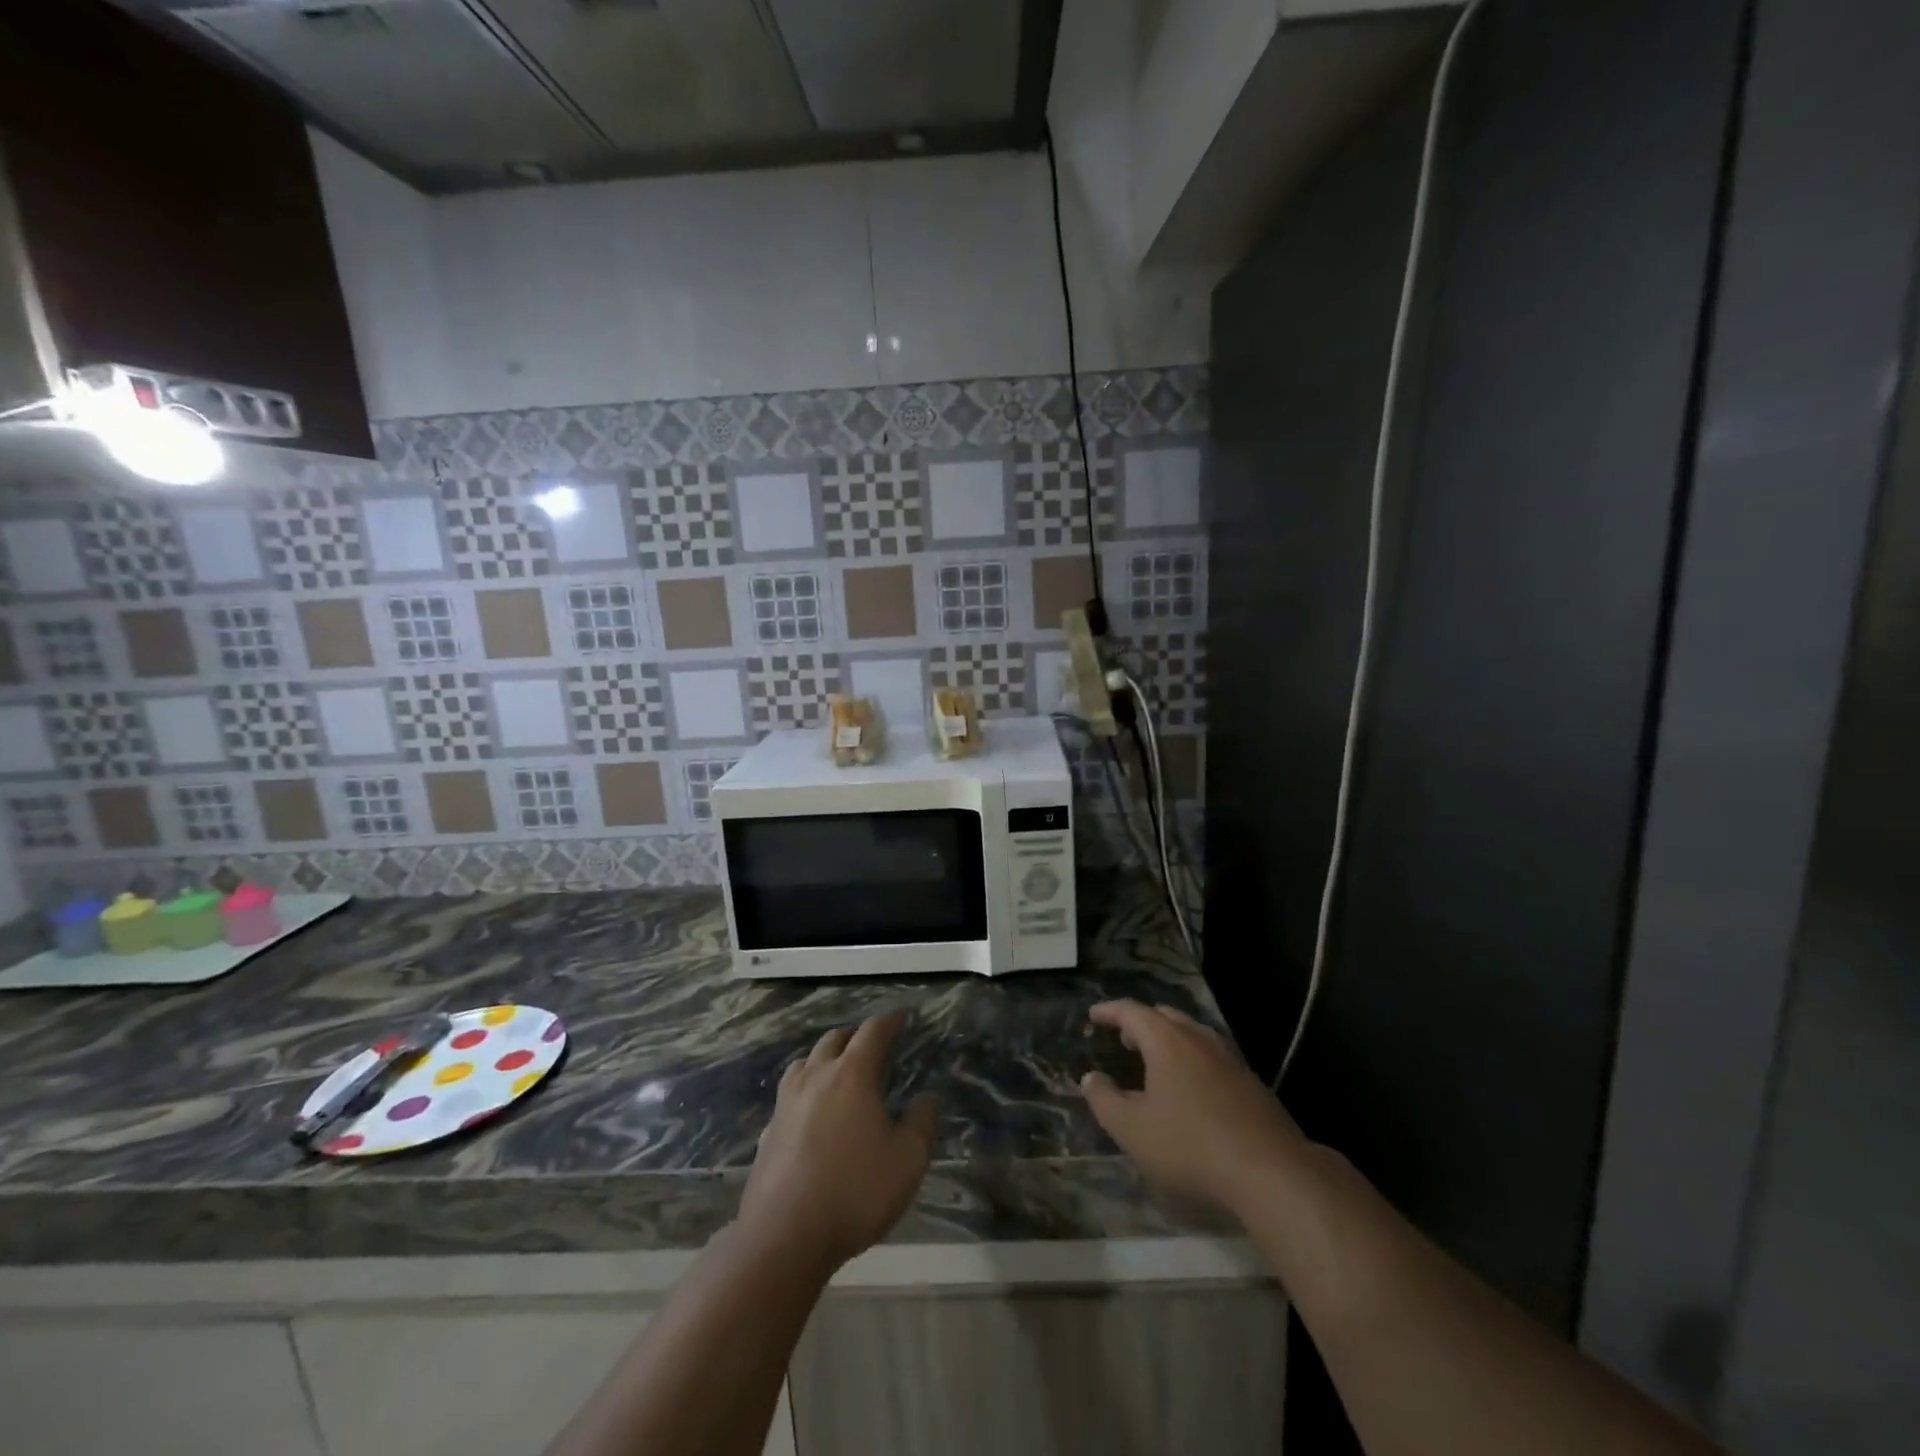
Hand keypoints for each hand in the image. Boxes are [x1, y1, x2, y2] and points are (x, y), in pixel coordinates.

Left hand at [739, 1011, 936, 1273]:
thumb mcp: (907, 1160)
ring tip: (838, 1071)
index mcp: (852, 1074)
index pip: (872, 1032)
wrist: (784, 1238)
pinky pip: (788, 1096)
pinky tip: (810, 1114)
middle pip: (834, 1040)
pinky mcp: (768, 1132)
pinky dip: (804, 1092)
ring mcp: (786, 1104)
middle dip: (855, 1036)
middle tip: (872, 1045)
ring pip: (804, 1063)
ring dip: (824, 1058)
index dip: (889, 1021)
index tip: (902, 1017)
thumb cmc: (855, 1191)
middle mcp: (816, 1078)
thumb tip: (927, 1098)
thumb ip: (921, 1123)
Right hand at [1080, 1000, 1308, 1214]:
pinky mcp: (1252, 1085)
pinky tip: (1192, 1089)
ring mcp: (1230, 1060)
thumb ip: (1105, 1101)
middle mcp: (1198, 1039)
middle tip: (1124, 1036)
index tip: (1093, 1015)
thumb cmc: (1190, 1145)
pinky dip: (1193, 1061)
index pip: (1132, 1012)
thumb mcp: (1132, 1129)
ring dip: (1169, 1040)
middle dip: (1141, 1022)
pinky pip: (1212, 1058)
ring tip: (1156, 1060)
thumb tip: (1091, 1078)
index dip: (1109, 1011)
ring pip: (1193, 1035)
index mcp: (1166, 1041)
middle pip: (1166, 1016)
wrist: (1272, 1172)